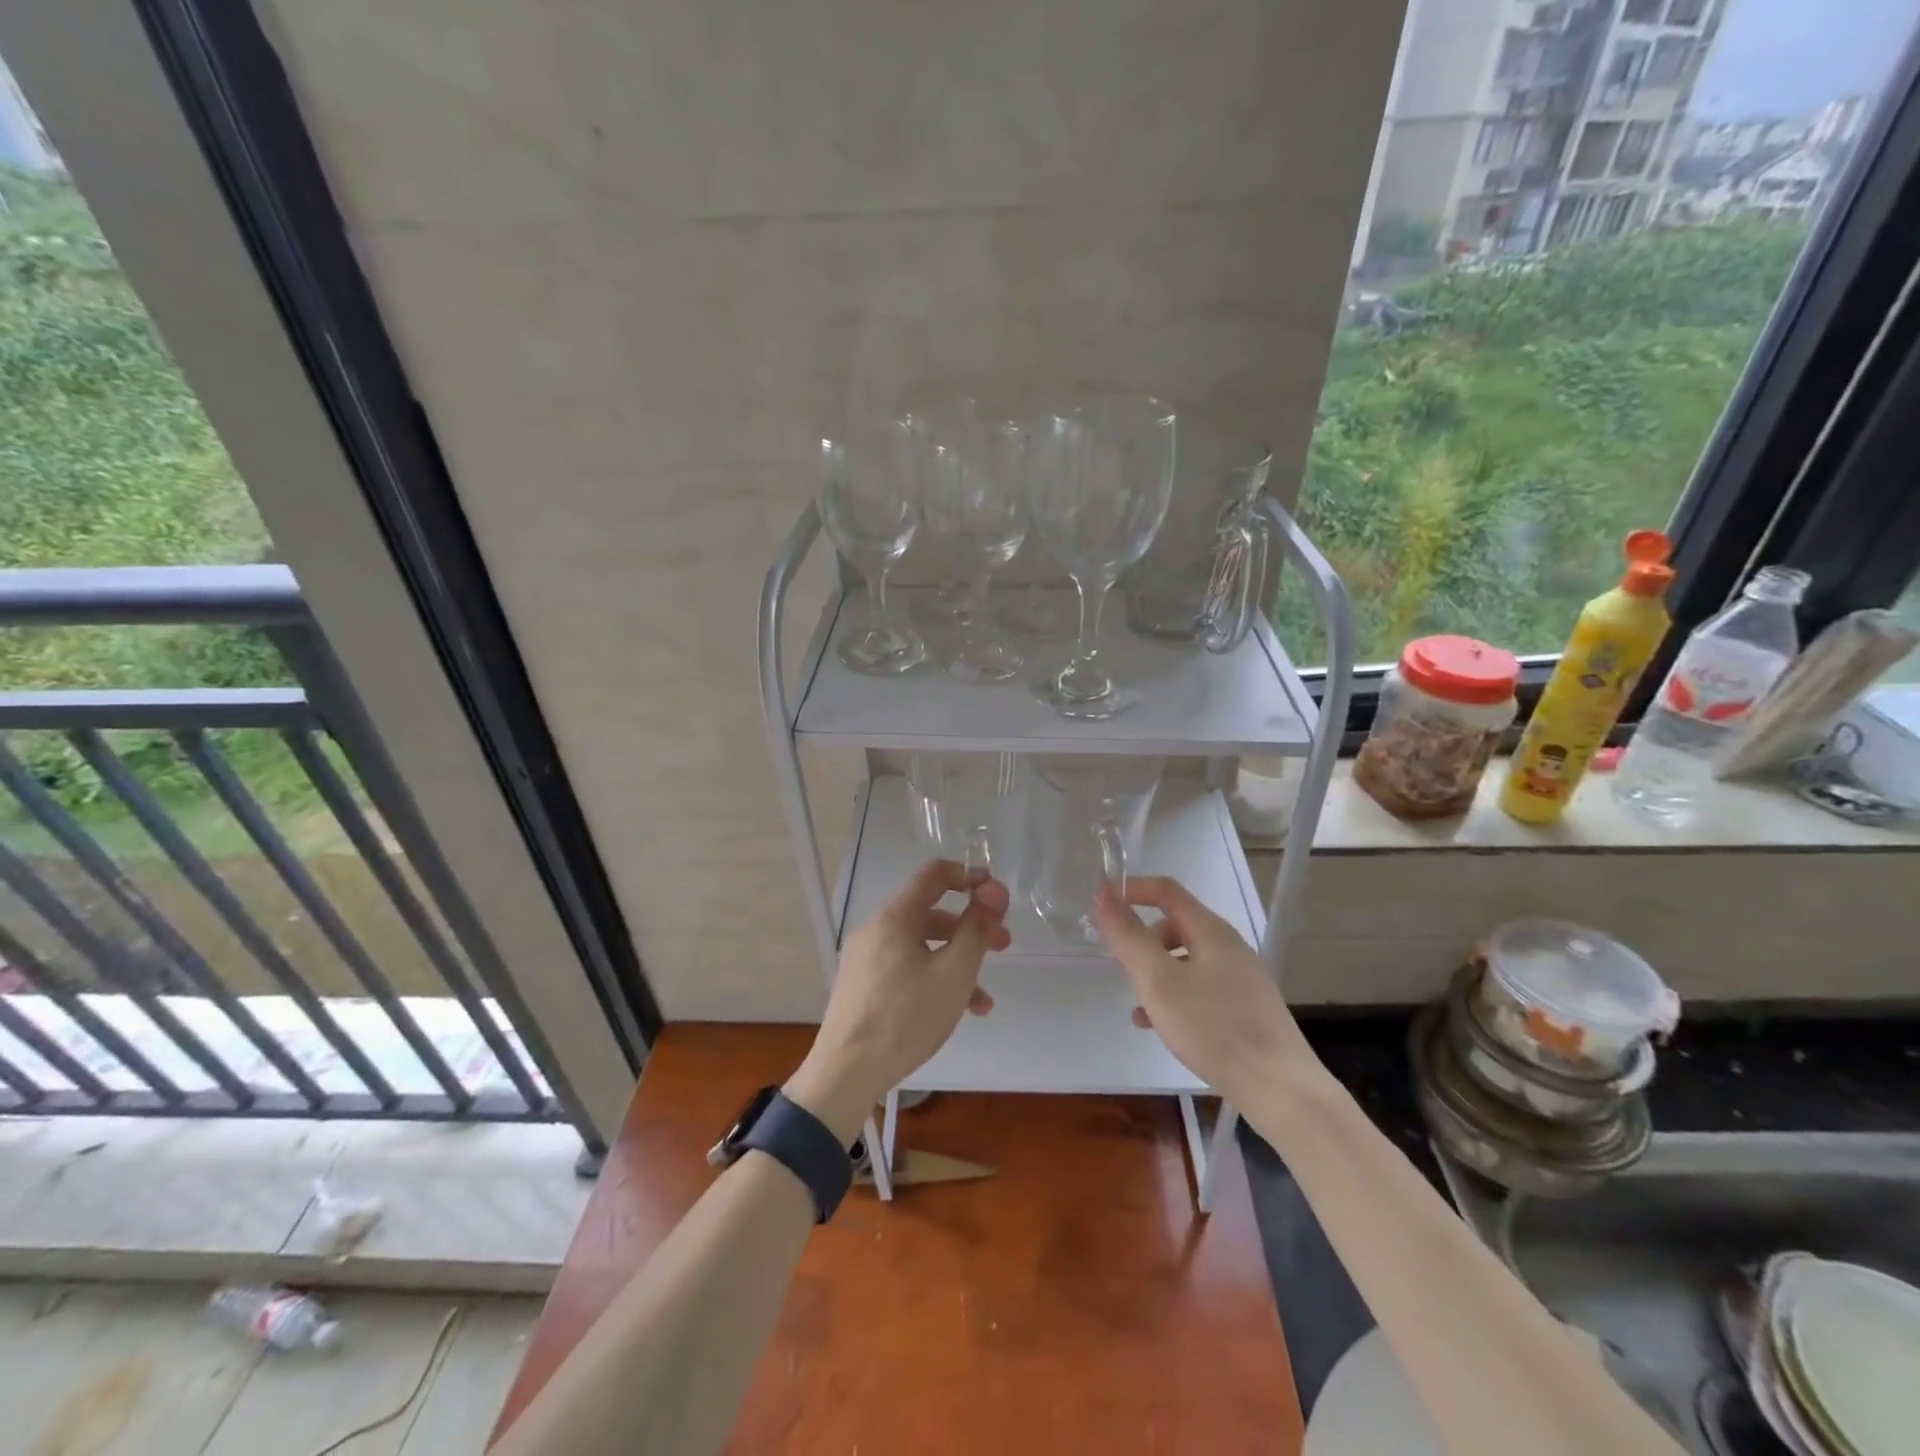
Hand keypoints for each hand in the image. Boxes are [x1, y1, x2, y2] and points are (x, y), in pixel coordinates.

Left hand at [785, 860, 1010, 1141]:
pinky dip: (933, 978)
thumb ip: (977, 928)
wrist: (846, 1073)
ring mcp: (866, 957)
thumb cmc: (906, 1017)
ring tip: (984, 998)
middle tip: (1003, 945)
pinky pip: (905, 967)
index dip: (970, 877)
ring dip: (957, 960)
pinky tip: (956, 1011)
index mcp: (895, 916)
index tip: (997, 898)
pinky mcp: (862, 984)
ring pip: (921, 944)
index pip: (935, 874)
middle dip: (971, 925)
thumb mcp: (954, 972)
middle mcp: (877, 928)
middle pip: (931, 911)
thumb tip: (994, 890)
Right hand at [1092, 876, 1306, 1105]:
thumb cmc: (1214, 1028)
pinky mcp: (1246, 1008)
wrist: (1281, 1090)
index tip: (1100, 905)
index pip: (1166, 890)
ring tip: (1137, 1003)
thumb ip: (1129, 937)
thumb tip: (1104, 894)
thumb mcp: (1159, 981)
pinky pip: (1200, 988)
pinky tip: (1159, 1026)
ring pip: (1186, 960)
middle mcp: (1229, 947)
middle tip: (1121, 965)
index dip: (1131, 890)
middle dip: (1143, 939)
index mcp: (1211, 931)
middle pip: (1176, 925)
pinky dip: (1175, 996)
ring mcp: (1241, 978)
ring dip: (1156, 972)